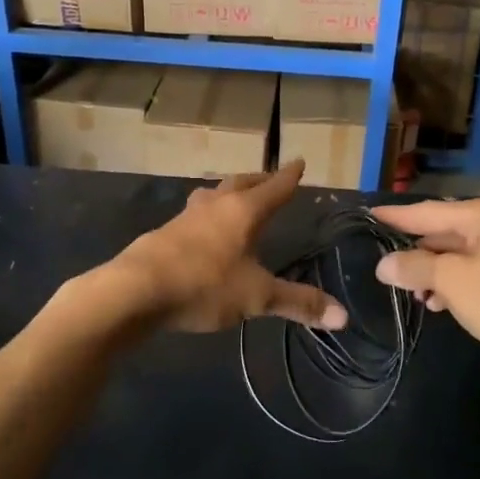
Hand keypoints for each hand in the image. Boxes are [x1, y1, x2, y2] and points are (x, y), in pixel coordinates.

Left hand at [103, 162, 346, 333]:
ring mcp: (186, 217)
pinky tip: (204, 231)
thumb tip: (343, 317)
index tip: (299, 161)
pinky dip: (208, 216)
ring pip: (213, 195)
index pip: (274, 188)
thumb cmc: (204, 285)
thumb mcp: (257, 297)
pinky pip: (194, 216)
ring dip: (229, 193)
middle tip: (272, 178)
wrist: (136, 290)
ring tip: (236, 198)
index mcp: (243, 211)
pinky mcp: (165, 234)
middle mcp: (215, 206)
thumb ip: (298, 304)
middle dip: (260, 180)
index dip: (289, 176)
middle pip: (241, 184)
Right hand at [371, 198, 479, 384]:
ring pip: (463, 257)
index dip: (397, 216)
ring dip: (436, 275)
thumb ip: (415, 268)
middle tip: (387, 266)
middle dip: (418, 253)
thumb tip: (384, 264)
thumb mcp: (453, 282)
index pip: (430, 211)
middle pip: (447, 233)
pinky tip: (441, 305)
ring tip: (413, 296)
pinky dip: (458, 287)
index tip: (371, 214)